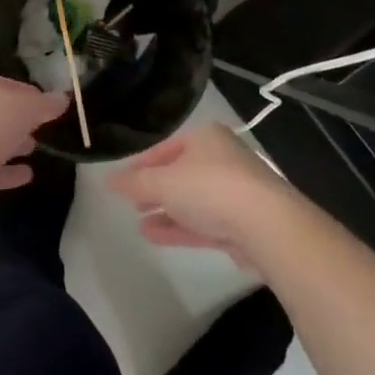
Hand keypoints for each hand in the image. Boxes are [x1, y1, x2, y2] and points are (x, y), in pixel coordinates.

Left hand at [0, 72, 69, 194]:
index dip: (29, 94)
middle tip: (39, 128)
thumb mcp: (26, 109)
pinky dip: (4, 169)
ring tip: (32, 149)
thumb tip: (63, 99)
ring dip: (10, 144)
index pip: (4, 84)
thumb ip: (46, 104)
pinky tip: (25, 175)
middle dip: (18, 121)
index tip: (48, 107)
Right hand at [107, 122, 299, 268]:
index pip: (164, 148)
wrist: (267, 226)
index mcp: (205, 138)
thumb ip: (134, 183)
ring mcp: (236, 192)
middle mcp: (223, 159)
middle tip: (131, 202)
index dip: (140, 165)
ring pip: (193, 201)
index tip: (120, 182)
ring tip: (138, 223)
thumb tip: (107, 181)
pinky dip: (180, 227)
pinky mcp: (243, 223)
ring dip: (165, 212)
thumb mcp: (162, 182)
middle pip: (180, 174)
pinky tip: (155, 236)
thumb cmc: (209, 189)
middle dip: (154, 189)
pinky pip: (204, 223)